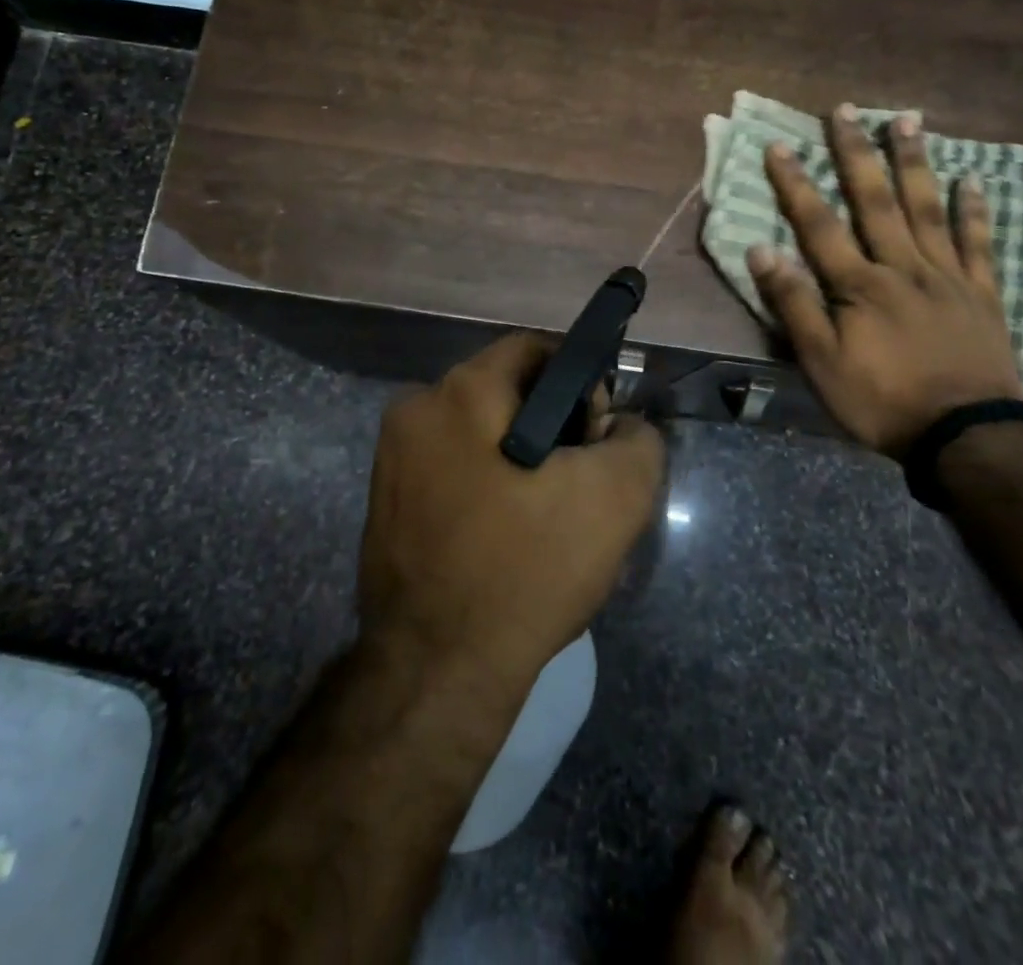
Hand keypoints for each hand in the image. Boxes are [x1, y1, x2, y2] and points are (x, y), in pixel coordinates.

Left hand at [360, 333, 665, 696]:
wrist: (437, 672)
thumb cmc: (526, 570)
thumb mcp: (615, 497)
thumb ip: (636, 438)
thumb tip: (621, 425)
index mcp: (459, 392)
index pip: (534, 349)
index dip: (581, 380)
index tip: (600, 432)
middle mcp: (415, 410)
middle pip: (504, 390)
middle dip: (553, 423)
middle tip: (581, 480)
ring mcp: (392, 459)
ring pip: (479, 432)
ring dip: (521, 457)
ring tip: (549, 514)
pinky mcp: (386, 502)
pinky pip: (453, 469)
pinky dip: (488, 484)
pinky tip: (509, 534)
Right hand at [748, 107, 1022, 458]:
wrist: (967, 436)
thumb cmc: (882, 400)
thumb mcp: (821, 362)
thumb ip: (793, 303)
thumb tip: (761, 248)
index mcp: (859, 284)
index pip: (819, 224)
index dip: (796, 184)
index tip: (779, 145)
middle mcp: (902, 266)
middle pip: (876, 201)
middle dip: (856, 153)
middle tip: (847, 109)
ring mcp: (948, 276)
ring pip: (928, 209)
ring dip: (914, 162)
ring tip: (907, 120)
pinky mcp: (982, 294)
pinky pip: (979, 244)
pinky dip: (974, 211)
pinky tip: (971, 181)